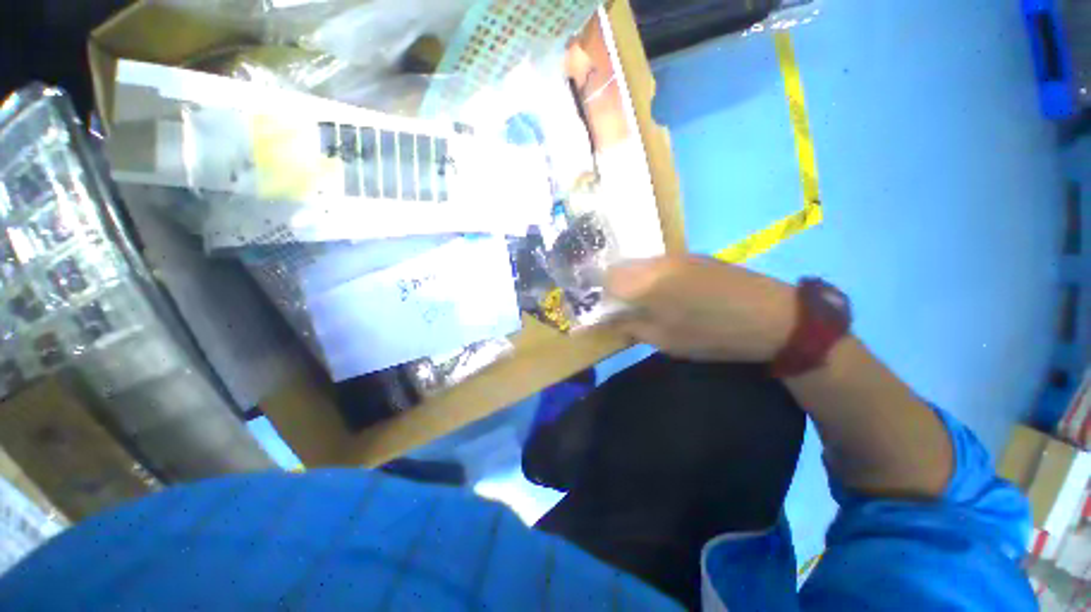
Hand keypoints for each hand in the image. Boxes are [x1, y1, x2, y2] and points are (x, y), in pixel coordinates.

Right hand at [605, 255, 796, 362]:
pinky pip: (659, 263)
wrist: (772, 317)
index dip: (601, 295)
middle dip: (615, 287)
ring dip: (634, 282)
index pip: (607, 279)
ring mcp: (677, 255)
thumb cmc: (712, 334)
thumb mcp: (665, 339)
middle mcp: (657, 261)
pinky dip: (652, 277)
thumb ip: (631, 325)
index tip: (605, 311)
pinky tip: (668, 293)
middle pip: (621, 267)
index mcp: (647, 282)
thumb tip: (608, 319)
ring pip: (640, 264)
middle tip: (623, 308)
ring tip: (645, 302)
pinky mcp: (693, 256)